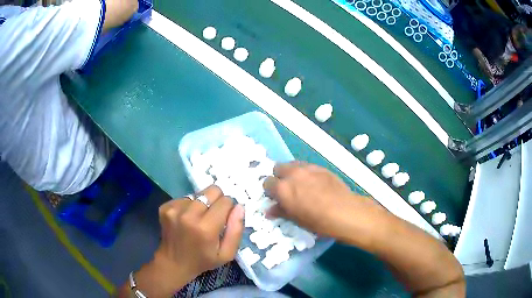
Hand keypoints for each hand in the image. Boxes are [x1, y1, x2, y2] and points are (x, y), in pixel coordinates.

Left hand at [132, 186, 243, 296]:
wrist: (173, 263)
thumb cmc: (203, 260)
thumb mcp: (227, 254)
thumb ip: (236, 230)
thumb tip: (239, 206)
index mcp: (206, 228)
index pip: (225, 201)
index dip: (229, 208)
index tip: (224, 219)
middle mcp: (188, 215)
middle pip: (212, 190)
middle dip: (217, 201)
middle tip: (212, 216)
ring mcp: (174, 209)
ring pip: (198, 194)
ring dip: (201, 204)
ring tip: (197, 220)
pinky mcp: (165, 207)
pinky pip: (185, 197)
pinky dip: (188, 206)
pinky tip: (185, 220)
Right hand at [263, 162, 382, 240]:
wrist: (344, 211)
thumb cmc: (317, 221)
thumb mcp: (296, 219)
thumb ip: (281, 211)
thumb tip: (269, 210)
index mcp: (282, 188)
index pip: (267, 183)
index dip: (270, 191)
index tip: (276, 198)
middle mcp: (292, 174)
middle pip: (278, 168)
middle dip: (279, 178)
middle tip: (287, 190)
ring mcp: (307, 168)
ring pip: (292, 164)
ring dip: (291, 173)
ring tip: (301, 185)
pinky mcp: (320, 167)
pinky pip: (306, 166)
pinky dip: (305, 172)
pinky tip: (314, 184)